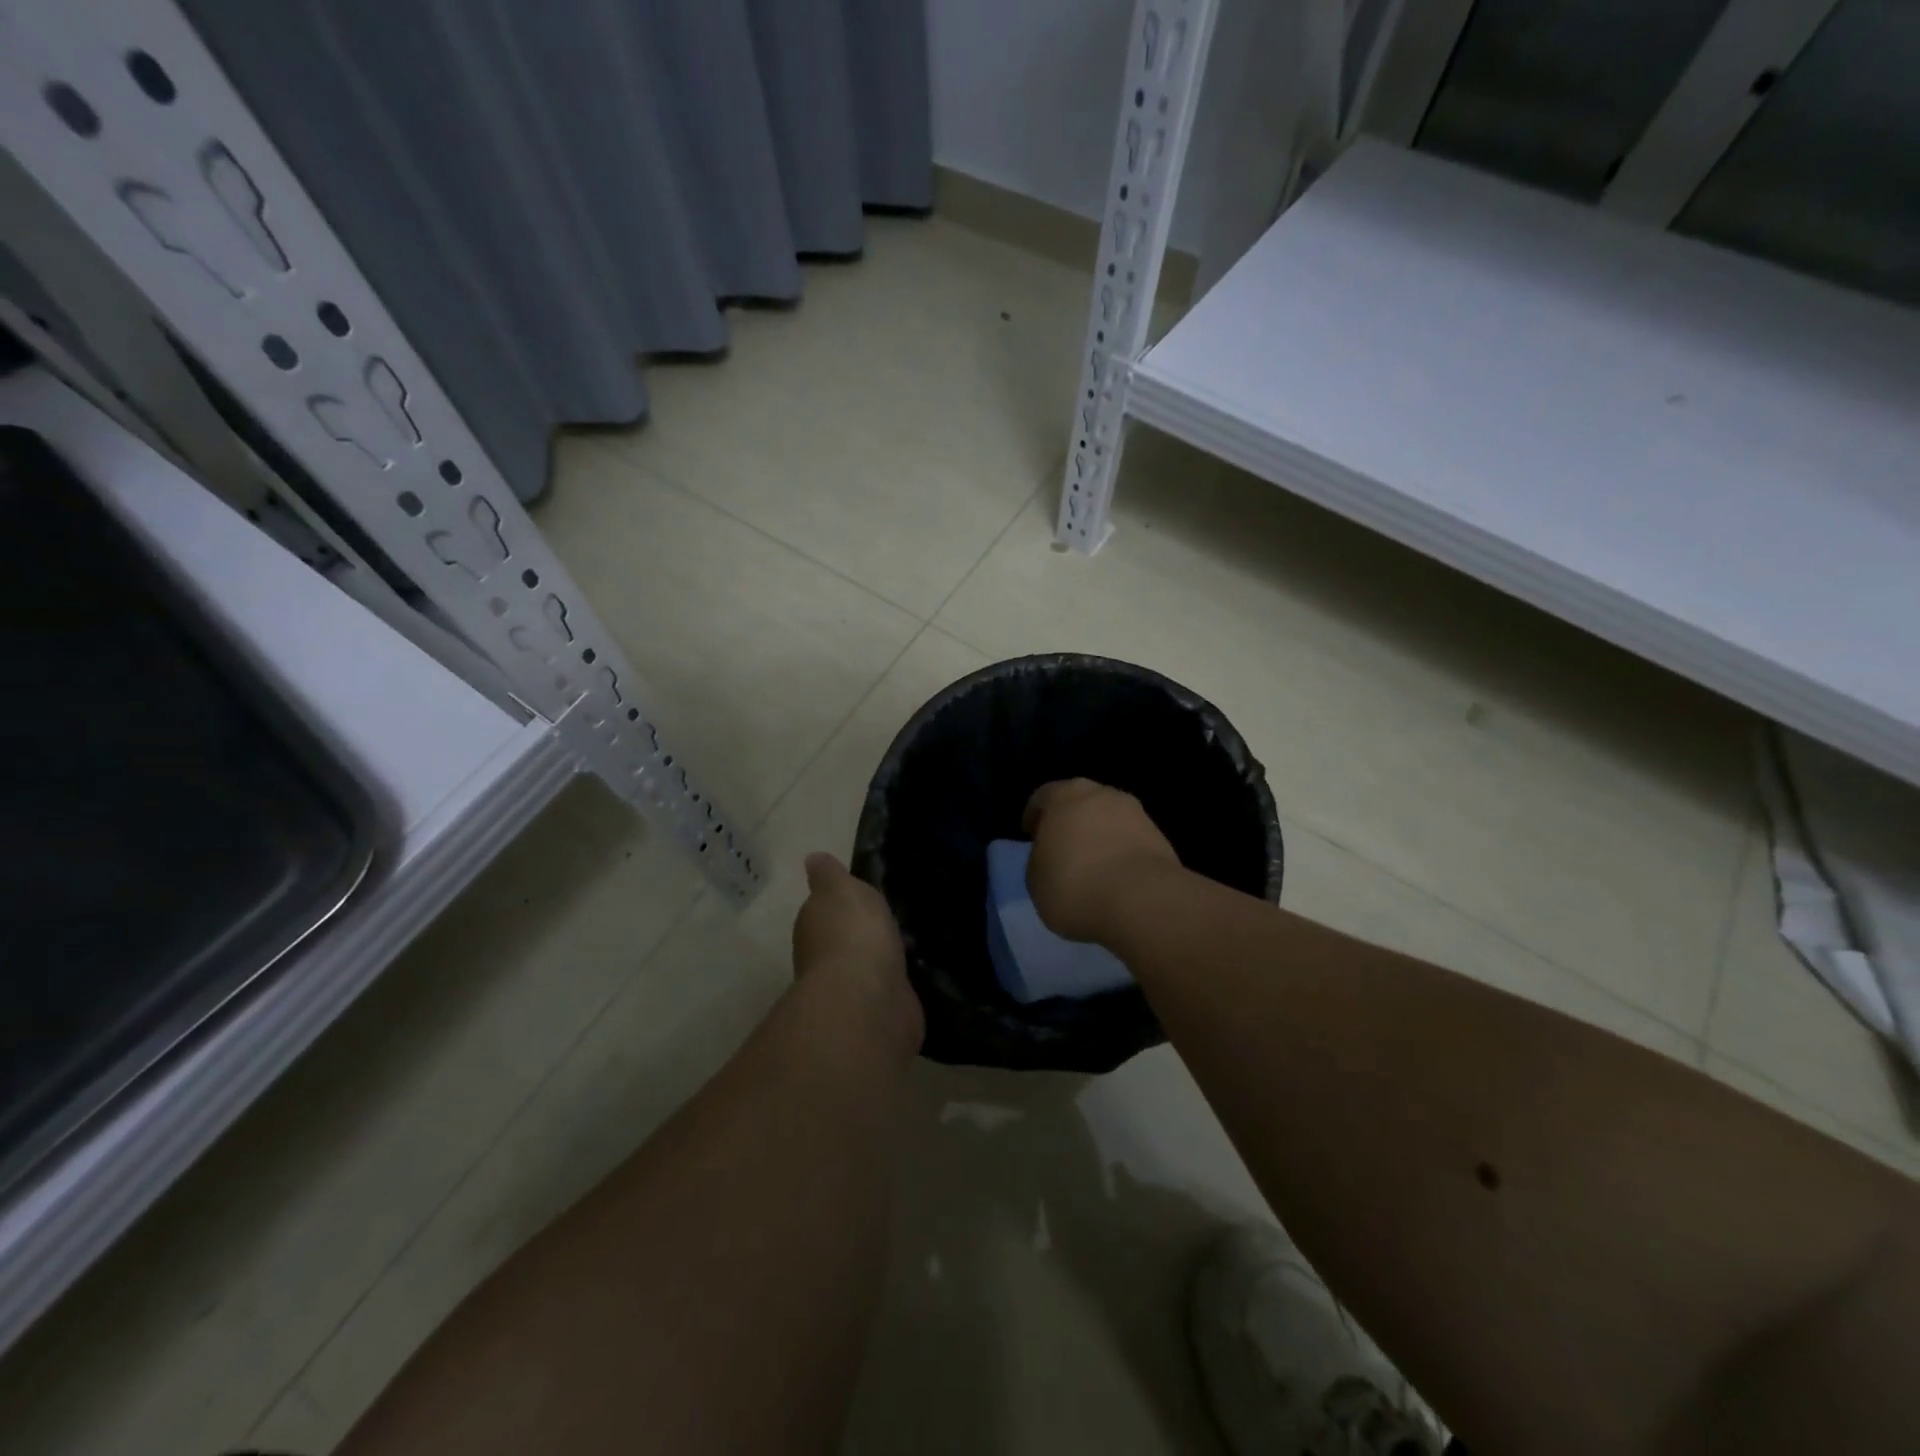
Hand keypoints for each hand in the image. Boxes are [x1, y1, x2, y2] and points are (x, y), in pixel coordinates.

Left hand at [791, 853, 921, 1051]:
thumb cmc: (853, 932)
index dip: (841, 903)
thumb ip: (829, 875)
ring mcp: (853, 989)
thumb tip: (812, 858)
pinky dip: (897, 984)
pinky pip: (889, 991)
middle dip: (864, 933)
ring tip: (912, 945)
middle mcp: (825, 959)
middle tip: (894, 920)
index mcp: (814, 925)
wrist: (869, 998)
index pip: (824, 910)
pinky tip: (915, 975)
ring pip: (868, 966)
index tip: (865, 897)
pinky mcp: (879, 1013)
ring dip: (882, 959)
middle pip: (845, 940)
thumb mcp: (841, 888)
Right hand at [1022, 779, 1182, 943]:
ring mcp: (1135, 812)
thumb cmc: (1075, 886)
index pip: (1042, 797)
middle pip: (1079, 802)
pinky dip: (1120, 851)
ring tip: (1092, 865)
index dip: (1034, 817)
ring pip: (1108, 819)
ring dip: (1098, 835)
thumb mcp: (1035, 880)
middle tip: (1061, 847)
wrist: (1143, 901)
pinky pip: (1129, 839)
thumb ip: (1040, 858)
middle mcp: (1101, 793)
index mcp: (1064, 796)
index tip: (1031, 836)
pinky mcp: (1159, 836)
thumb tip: (1052, 855)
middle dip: (1069, 821)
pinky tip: (1116, 877)